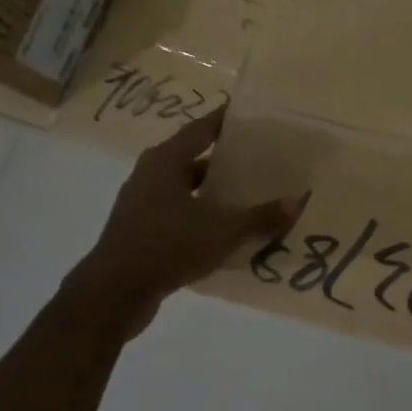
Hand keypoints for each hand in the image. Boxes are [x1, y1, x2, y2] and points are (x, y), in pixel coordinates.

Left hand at [65, 108, 304, 332]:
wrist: (113, 294)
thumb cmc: (167, 247)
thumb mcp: (223, 231)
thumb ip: (261, 217)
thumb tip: (298, 201)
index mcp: (166, 160)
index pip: (203, 128)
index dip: (228, 120)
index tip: (254, 116)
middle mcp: (151, 174)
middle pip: (195, 157)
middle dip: (227, 159)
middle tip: (262, 159)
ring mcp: (142, 203)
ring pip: (187, 188)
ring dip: (214, 191)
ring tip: (249, 194)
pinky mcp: (140, 230)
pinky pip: (178, 212)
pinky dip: (201, 215)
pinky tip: (225, 229)